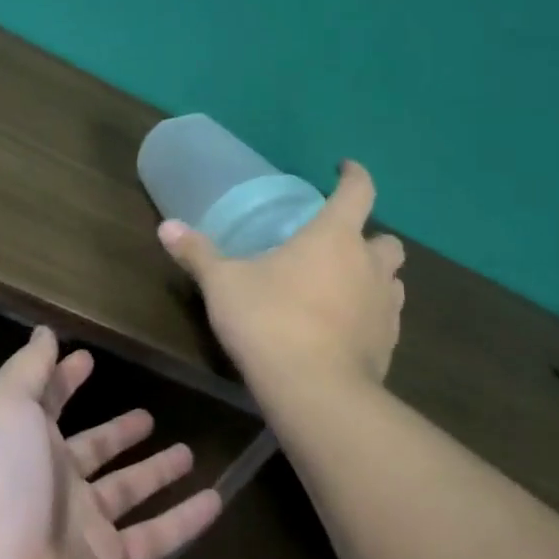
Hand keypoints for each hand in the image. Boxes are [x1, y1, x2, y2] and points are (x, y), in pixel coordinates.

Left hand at [0, 328, 222, 558]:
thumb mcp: (4, 406)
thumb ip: (28, 369)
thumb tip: (44, 332)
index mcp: (23, 440)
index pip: (48, 402)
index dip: (64, 379)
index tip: (88, 359)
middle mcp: (52, 481)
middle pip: (92, 450)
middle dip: (117, 432)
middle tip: (149, 416)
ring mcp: (80, 526)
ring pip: (126, 492)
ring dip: (155, 472)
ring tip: (188, 452)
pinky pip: (154, 538)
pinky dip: (185, 521)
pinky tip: (217, 500)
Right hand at [158, 159, 405, 390]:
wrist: (315, 391)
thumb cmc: (269, 321)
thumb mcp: (223, 284)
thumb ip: (197, 253)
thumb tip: (166, 226)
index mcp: (334, 236)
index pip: (359, 191)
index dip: (354, 175)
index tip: (345, 168)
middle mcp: (369, 265)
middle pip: (386, 240)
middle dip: (367, 237)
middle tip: (337, 247)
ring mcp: (386, 307)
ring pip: (393, 280)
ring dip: (374, 277)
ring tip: (342, 288)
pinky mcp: (389, 345)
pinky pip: (387, 318)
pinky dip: (370, 316)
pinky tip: (344, 329)